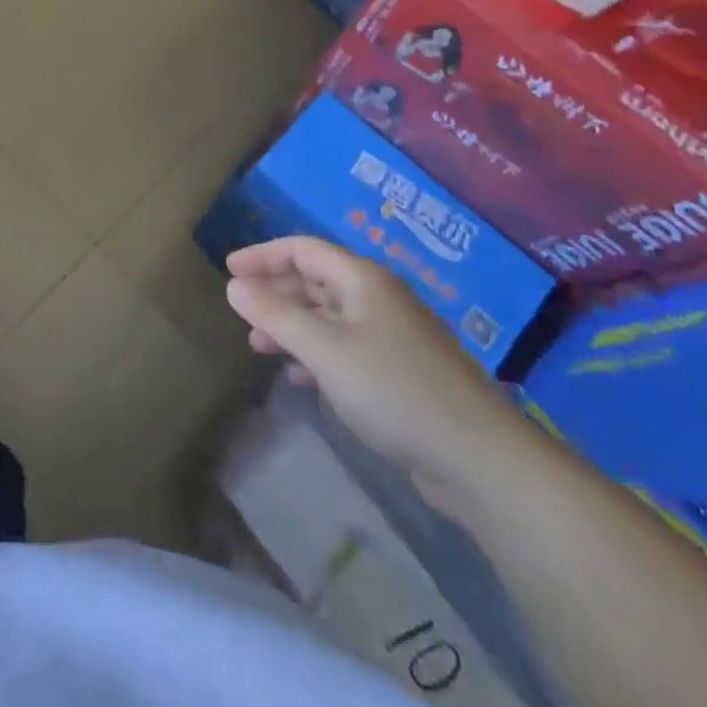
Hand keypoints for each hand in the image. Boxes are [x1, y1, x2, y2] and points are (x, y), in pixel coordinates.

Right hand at [226, 238, 529, 497]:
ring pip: (328, 316)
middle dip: (275, 293)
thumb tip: (234, 286)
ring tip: (259, 346)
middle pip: (315, 280)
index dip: (263, 255)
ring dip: (292, 326)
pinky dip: (316, 353)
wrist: (477, 457)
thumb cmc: (392, 389)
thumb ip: (276, 315)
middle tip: (241, 312)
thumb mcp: (324, 350)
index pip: (303, 249)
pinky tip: (299, 377)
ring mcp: (392, 335)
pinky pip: (345, 347)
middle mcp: (377, 297)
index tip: (228, 270)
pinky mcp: (400, 371)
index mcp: (362, 280)